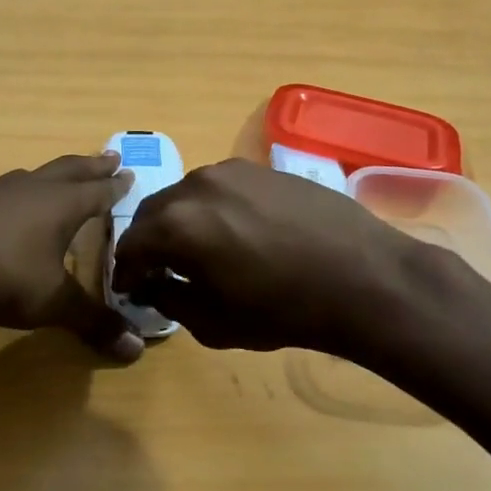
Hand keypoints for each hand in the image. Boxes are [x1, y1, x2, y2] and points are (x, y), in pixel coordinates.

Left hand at [0, 152, 142, 360]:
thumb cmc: (4, 276)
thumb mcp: (53, 303)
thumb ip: (93, 322)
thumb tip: (135, 349)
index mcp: (61, 205)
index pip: (97, 191)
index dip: (115, 186)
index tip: (129, 173)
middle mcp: (32, 190)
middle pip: (69, 170)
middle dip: (91, 165)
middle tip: (109, 156)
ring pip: (34, 176)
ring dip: (53, 175)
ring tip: (60, 176)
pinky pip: (4, 191)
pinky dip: (19, 192)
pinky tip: (10, 205)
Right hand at [111, 159, 422, 354]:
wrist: (363, 277)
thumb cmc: (284, 310)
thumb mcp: (215, 323)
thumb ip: (171, 300)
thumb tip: (155, 285)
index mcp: (177, 224)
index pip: (130, 246)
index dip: (126, 272)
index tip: (132, 290)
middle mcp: (196, 185)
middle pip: (154, 213)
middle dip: (149, 243)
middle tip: (159, 271)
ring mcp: (232, 171)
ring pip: (188, 196)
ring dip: (181, 222)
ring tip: (199, 250)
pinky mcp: (262, 167)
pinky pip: (221, 188)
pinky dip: (213, 209)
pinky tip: (235, 232)